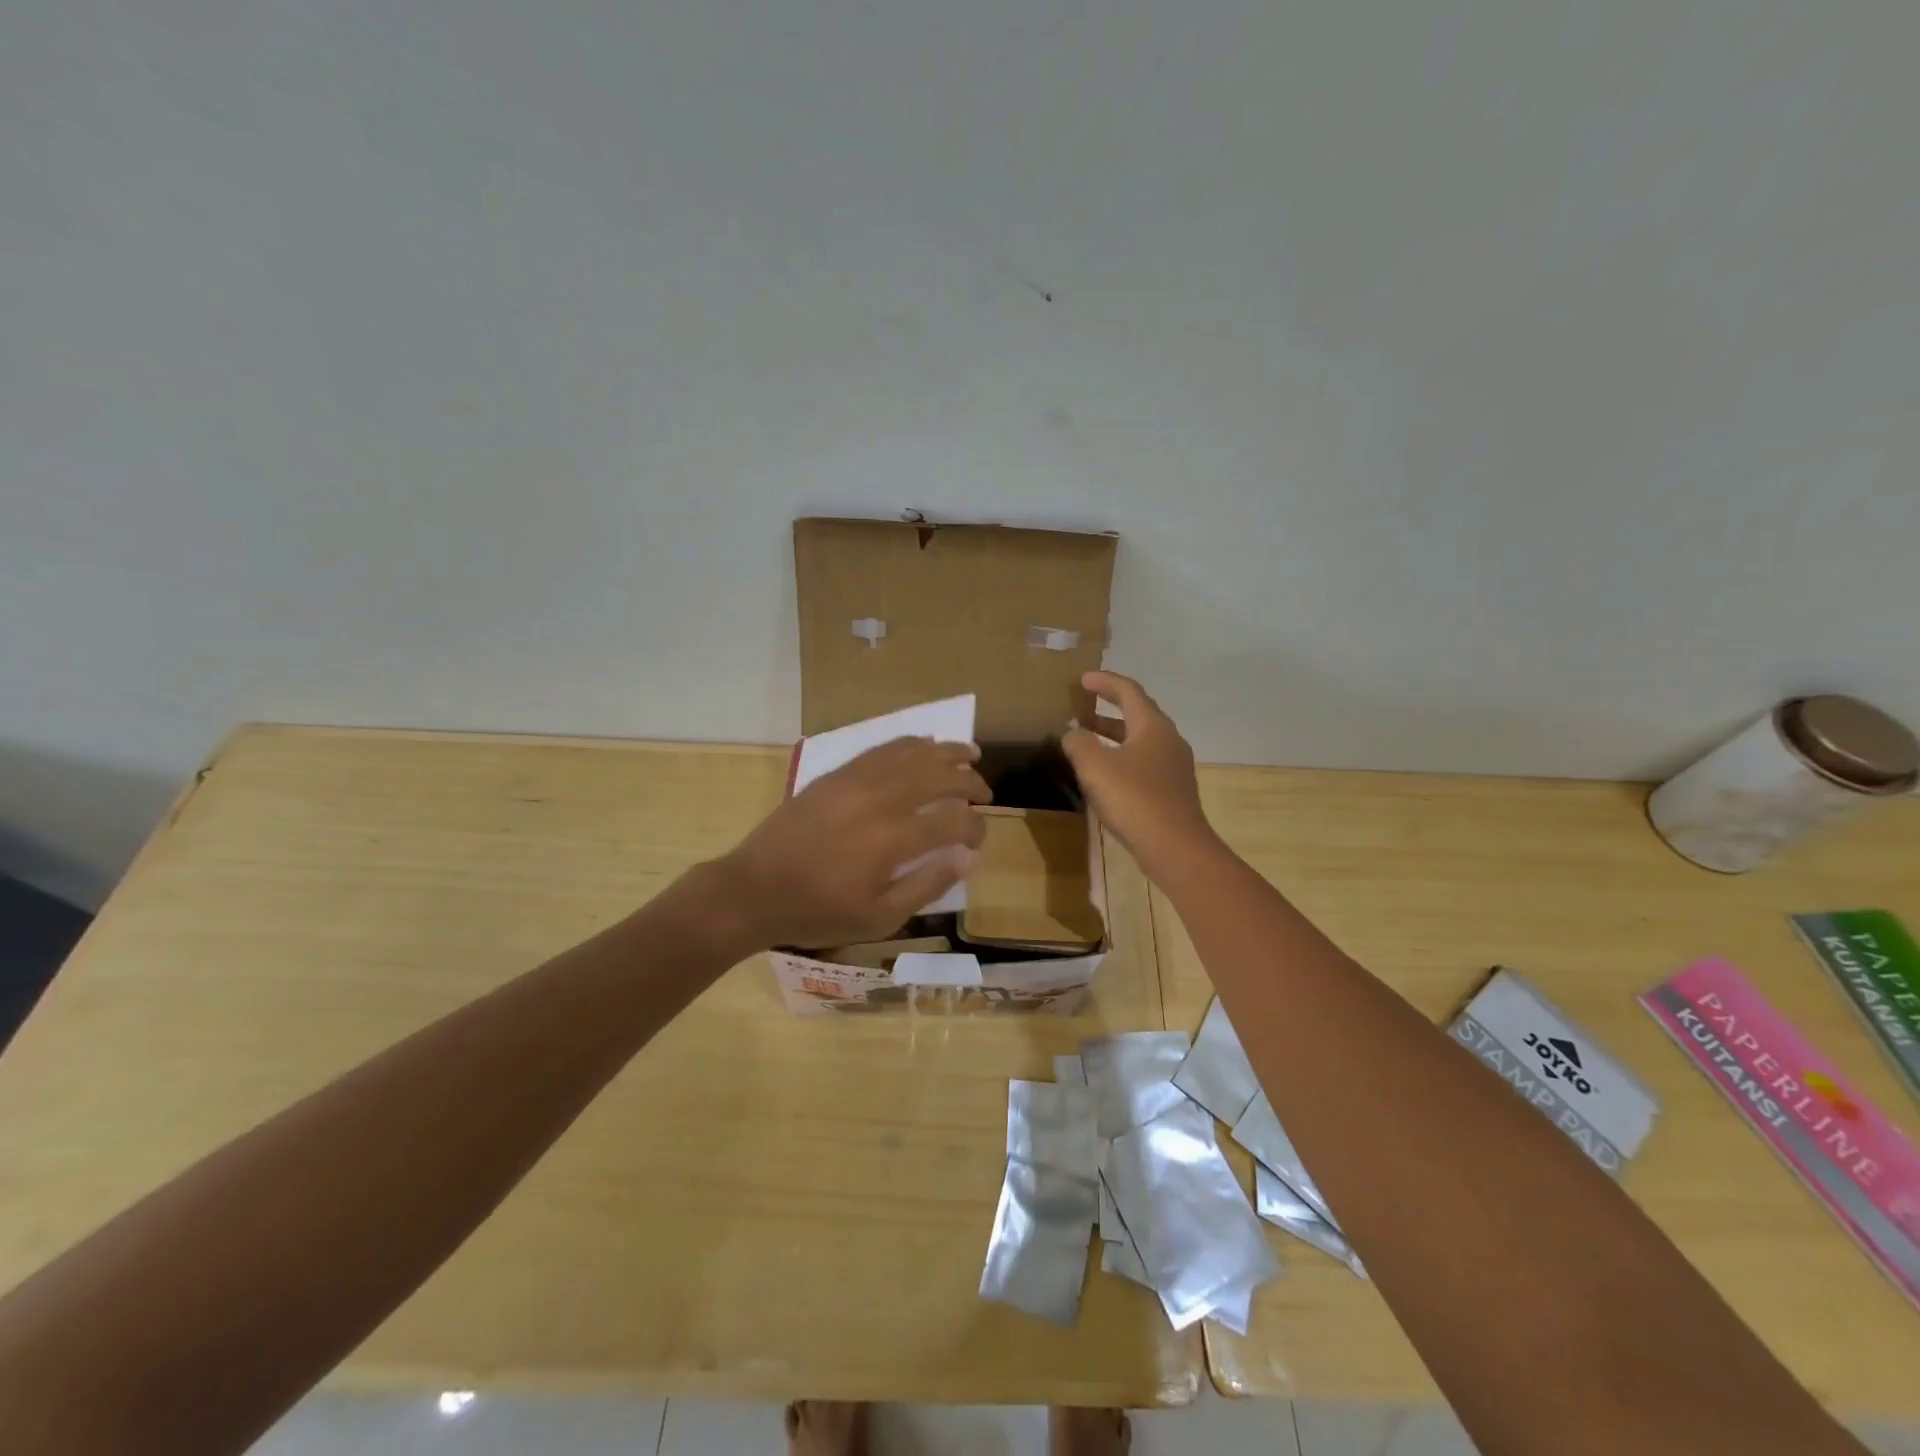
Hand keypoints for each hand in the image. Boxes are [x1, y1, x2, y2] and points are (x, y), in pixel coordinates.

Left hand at [713, 737, 990, 949]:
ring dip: (946, 752)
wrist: (754, 889)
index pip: (954, 820)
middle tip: (984, 793)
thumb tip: (969, 857)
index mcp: (894, 839)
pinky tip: (923, 745)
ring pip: (913, 753)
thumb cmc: (819, 912)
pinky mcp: (837, 774)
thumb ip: (928, 884)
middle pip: (940, 777)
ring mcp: (857, 780)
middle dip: (970, 782)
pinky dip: (909, 744)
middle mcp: (881, 799)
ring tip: (969, 754)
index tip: (979, 839)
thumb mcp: (879, 917)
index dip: (976, 827)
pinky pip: (881, 749)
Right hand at [1061, 671, 1217, 874]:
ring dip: (1114, 736)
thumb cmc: (1134, 799)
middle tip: (1082, 708)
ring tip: (1087, 741)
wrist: (1176, 848)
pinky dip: (1122, 758)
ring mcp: (1174, 767)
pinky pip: (1144, 763)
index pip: (1129, 691)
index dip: (1105, 682)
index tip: (1082, 679)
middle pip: (1137, 715)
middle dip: (1108, 709)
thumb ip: (1078, 743)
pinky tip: (1105, 775)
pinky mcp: (1173, 791)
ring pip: (1140, 741)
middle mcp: (1168, 740)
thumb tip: (1073, 733)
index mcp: (1153, 726)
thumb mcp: (1095, 766)